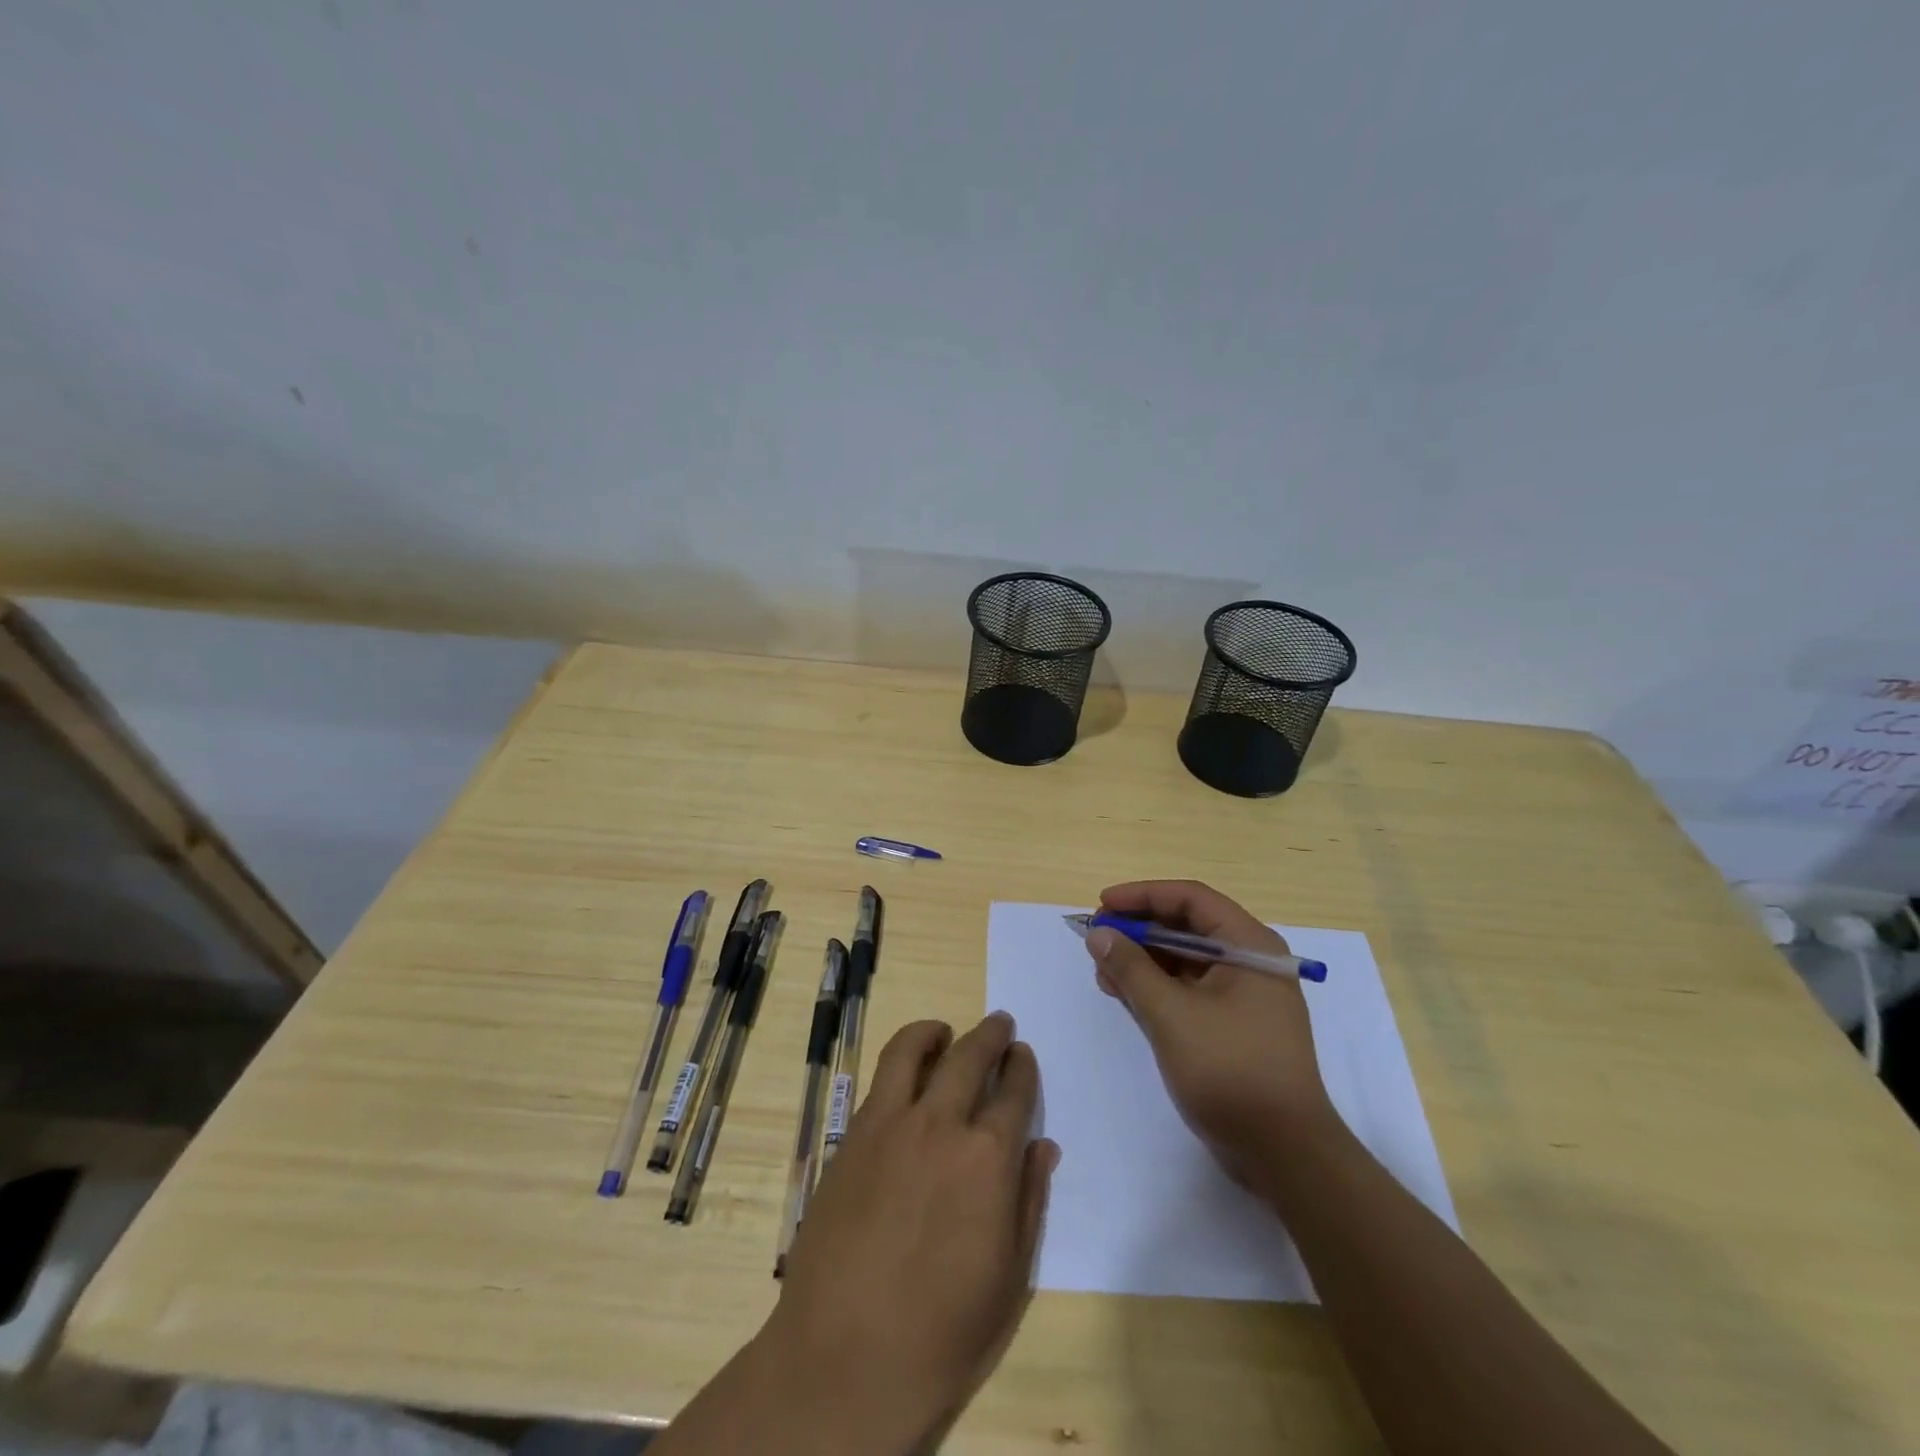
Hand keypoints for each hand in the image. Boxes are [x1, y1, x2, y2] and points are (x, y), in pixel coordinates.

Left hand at [765, 1014, 1058, 1448]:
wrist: (845, 1359)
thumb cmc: (942, 1331)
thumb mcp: (1009, 1277)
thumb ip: (1029, 1199)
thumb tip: (1043, 1145)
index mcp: (988, 1158)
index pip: (1014, 1091)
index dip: (1022, 1067)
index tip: (1023, 1055)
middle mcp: (941, 1124)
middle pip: (970, 1056)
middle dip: (991, 1035)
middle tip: (1000, 1026)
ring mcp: (890, 1125)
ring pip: (914, 1050)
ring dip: (935, 1032)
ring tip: (945, 1031)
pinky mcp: (852, 1135)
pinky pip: (879, 1079)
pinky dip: (901, 1059)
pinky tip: (907, 1074)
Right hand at [1087, 880, 1336, 1187]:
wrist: (1284, 1154)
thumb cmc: (1231, 1071)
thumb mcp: (1172, 1015)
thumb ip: (1131, 969)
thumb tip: (1099, 934)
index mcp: (1249, 945)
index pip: (1191, 898)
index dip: (1143, 895)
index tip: (1102, 904)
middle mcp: (1250, 961)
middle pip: (1186, 926)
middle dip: (1138, 929)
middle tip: (1096, 939)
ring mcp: (1242, 994)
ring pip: (1184, 958)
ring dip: (1142, 959)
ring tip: (1103, 972)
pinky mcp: (1233, 1024)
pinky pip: (1188, 988)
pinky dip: (1156, 986)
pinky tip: (1124, 994)